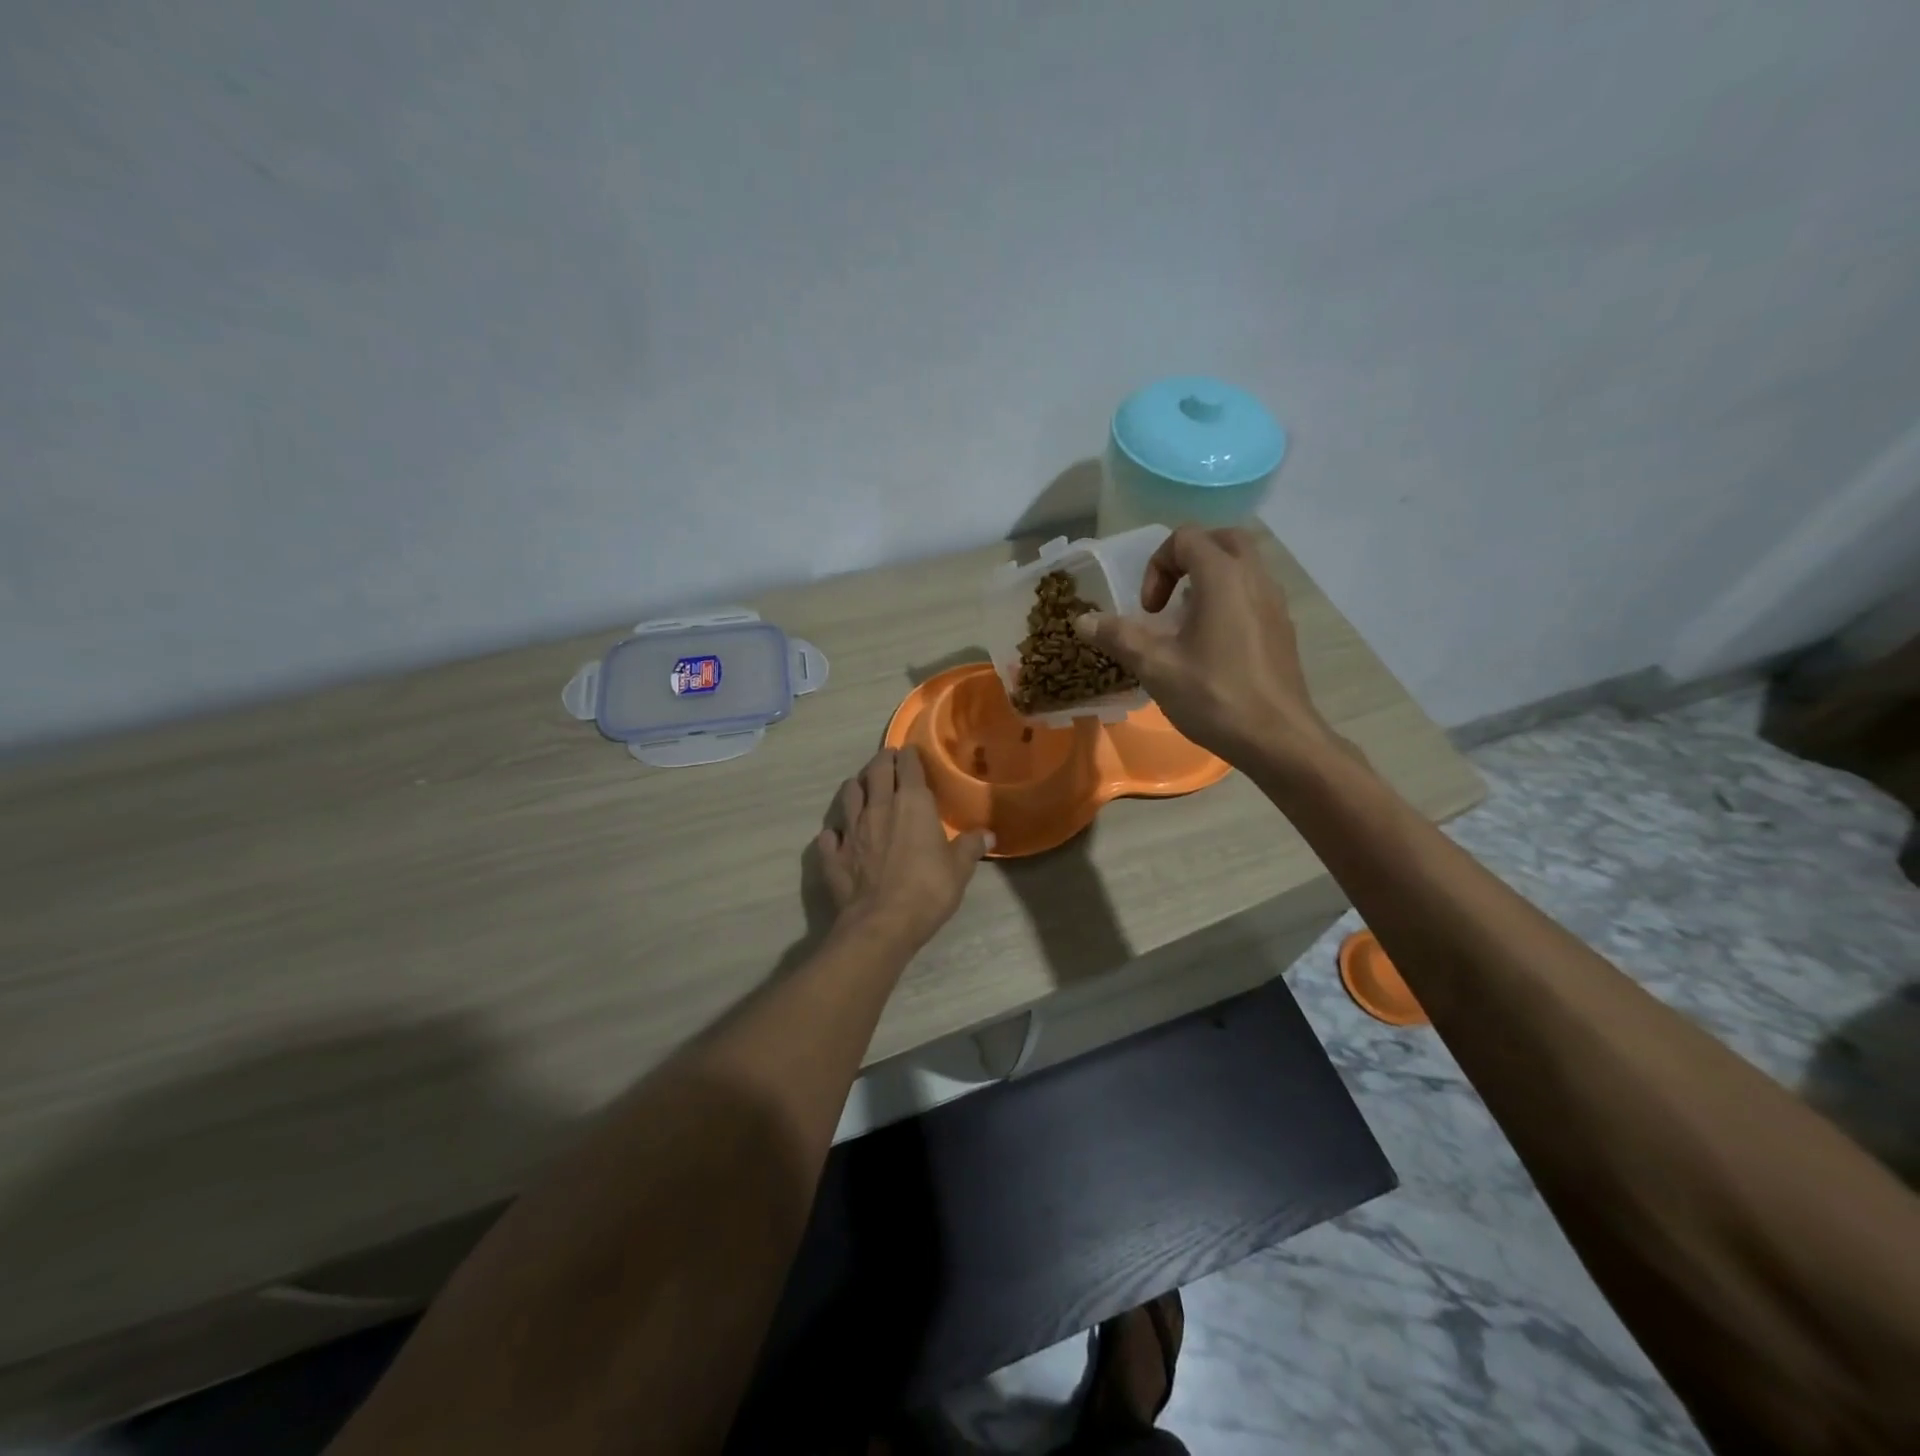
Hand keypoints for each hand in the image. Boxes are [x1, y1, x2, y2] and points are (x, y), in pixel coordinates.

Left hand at [815, 747, 990, 951]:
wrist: (882, 923)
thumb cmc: (928, 890)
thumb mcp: (959, 869)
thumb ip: (970, 847)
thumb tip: (988, 834)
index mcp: (912, 803)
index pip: (908, 765)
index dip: (910, 756)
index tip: (911, 753)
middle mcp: (878, 806)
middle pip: (876, 770)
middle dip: (883, 761)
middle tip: (888, 760)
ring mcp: (851, 828)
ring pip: (849, 793)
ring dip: (857, 787)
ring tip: (863, 789)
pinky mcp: (833, 854)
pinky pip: (829, 836)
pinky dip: (835, 832)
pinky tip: (838, 836)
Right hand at [1075, 526, 1347, 773]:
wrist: (1277, 739)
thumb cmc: (1214, 696)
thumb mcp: (1156, 667)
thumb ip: (1118, 636)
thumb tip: (1082, 621)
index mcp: (1223, 577)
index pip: (1185, 538)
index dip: (1157, 566)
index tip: (1149, 611)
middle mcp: (1255, 578)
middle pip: (1221, 540)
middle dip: (1187, 560)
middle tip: (1168, 598)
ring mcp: (1275, 602)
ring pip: (1242, 566)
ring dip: (1209, 580)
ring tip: (1186, 623)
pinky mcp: (1283, 628)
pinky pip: (1253, 593)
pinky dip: (1228, 600)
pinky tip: (1212, 645)